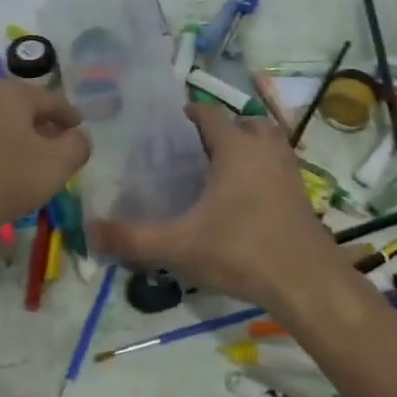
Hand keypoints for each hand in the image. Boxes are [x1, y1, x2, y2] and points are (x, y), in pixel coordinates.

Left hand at [0, 79, 89, 238]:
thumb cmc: (4, 178)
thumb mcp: (57, 163)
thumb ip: (78, 145)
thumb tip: (78, 137)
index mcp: (12, 92)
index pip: (54, 100)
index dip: (72, 118)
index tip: (82, 133)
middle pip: (27, 111)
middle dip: (47, 129)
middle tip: (62, 151)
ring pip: (6, 127)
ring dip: (24, 143)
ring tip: (37, 167)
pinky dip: (3, 155)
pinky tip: (7, 177)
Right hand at [90, 103, 345, 308]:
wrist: (307, 282)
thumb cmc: (241, 252)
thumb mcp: (180, 246)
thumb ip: (133, 238)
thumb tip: (89, 231)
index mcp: (236, 148)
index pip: (209, 114)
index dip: (189, 113)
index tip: (169, 126)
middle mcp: (265, 149)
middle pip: (243, 122)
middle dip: (220, 129)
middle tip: (193, 150)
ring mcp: (288, 170)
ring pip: (266, 141)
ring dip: (246, 145)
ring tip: (220, 169)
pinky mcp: (302, 193)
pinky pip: (278, 165)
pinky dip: (261, 168)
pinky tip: (243, 198)